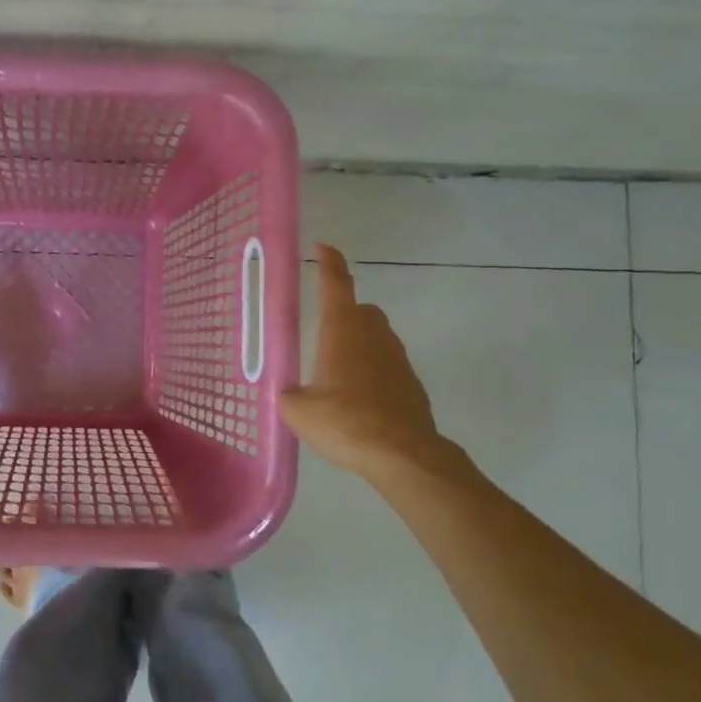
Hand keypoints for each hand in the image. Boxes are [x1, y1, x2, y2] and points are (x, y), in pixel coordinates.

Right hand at [280, 244, 462, 485]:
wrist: (402, 455)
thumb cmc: (345, 422)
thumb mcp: (299, 410)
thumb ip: (288, 394)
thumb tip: (289, 393)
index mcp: (343, 330)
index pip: (336, 284)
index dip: (329, 263)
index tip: (324, 247)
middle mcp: (373, 335)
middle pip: (361, 309)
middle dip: (344, 311)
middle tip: (324, 329)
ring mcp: (398, 358)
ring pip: (377, 336)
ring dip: (359, 343)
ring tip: (337, 370)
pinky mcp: (411, 384)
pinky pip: (387, 365)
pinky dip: (373, 371)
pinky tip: (359, 398)